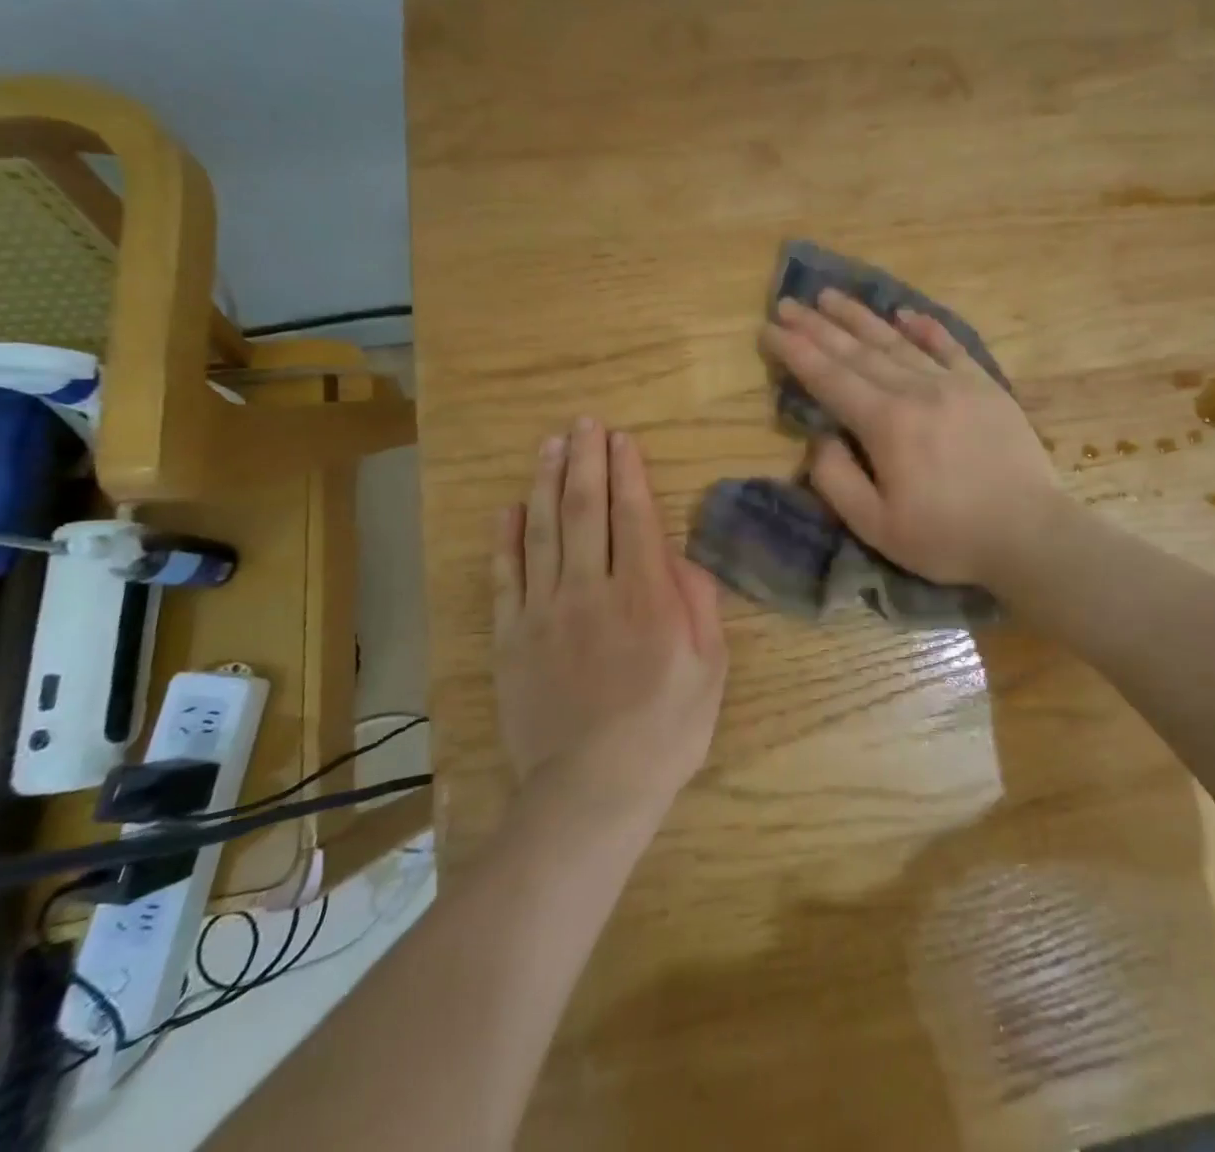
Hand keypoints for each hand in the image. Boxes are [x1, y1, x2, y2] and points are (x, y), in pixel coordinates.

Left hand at [492, 419, 727, 814]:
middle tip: (585, 424)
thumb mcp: (709, 670)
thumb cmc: (664, 731)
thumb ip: (699, 606)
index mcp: (645, 596)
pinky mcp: (513, 637)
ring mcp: (545, 612)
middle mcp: (592, 590)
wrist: (590, 791)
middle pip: (586, 510)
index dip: (628, 472)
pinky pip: (506, 576)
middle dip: (586, 461)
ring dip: (547, 483)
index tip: (622, 439)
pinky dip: (507, 538)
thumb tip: (682, 557)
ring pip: (544, 531)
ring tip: (550, 445)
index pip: (634, 516)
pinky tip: (510, 507)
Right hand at [761, 289, 1061, 587]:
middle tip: (787, 303)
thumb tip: (819, 439)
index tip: (768, 328)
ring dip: (861, 318)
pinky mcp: (986, 387)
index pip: (829, 377)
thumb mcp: (876, 526)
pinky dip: (925, 328)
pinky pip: (950, 347)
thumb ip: (836, 480)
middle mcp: (917, 390)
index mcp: (886, 423)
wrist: (1030, 533)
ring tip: (831, 296)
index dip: (795, 351)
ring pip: (898, 341)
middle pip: (858, 351)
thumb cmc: (947, 537)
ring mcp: (955, 383)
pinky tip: (905, 314)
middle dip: (817, 326)